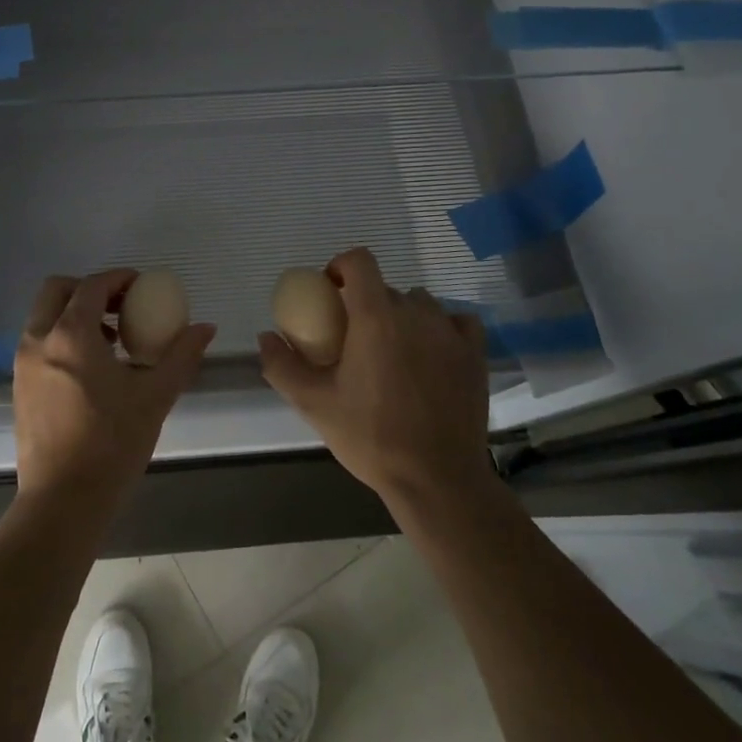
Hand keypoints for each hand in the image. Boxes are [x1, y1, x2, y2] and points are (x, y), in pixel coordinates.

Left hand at [13, 270, 215, 509]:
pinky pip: (39, 343)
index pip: (92, 285)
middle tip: (120, 306)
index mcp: (70, 335)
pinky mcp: (20, 387)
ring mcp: (23, 364)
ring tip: (111, 340)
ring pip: (44, 317)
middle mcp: (39, 340)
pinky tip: (92, 369)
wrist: (63, 501)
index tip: (141, 285)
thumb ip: (181, 355)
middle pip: (57, 290)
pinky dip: (62, 337)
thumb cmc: (112, 444)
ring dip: (74, 313)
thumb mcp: (155, 396)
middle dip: (88, 288)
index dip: (118, 278)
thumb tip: (206, 327)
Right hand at [257, 248, 496, 512]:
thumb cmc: (371, 437)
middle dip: (365, 303)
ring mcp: (450, 332)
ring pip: (420, 304)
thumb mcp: (314, 404)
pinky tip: (431, 352)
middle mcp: (416, 313)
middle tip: (353, 339)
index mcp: (375, 317)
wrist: (437, 480)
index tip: (329, 293)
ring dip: (402, 316)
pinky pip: (456, 322)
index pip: (360, 261)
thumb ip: (283, 366)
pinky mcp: (475, 354)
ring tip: (392, 351)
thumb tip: (266, 337)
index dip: (340, 266)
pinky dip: (441, 328)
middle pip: (385, 288)